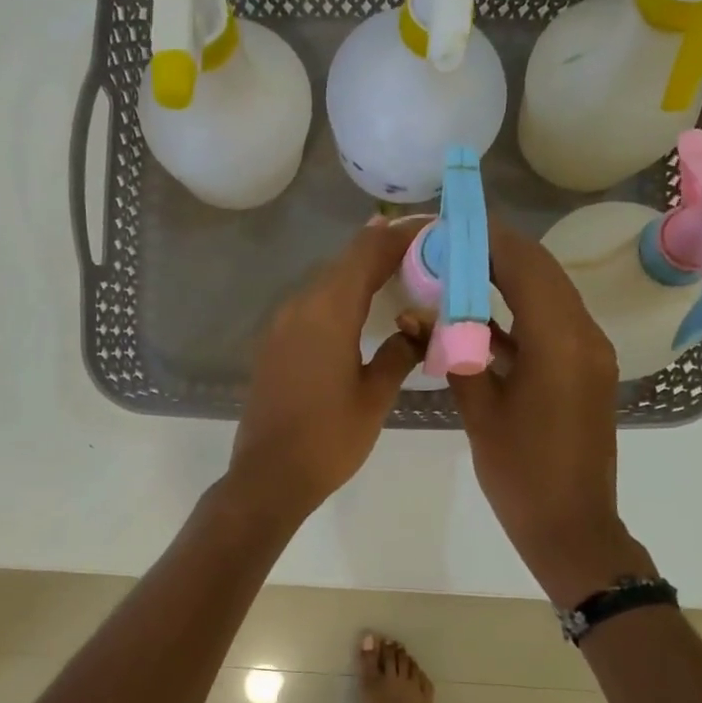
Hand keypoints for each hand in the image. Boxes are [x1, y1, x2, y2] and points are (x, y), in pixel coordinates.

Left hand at [227, 219, 423, 518]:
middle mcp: (300, 306)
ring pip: (326, 282)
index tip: (431, 227)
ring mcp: (281, 324)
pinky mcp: (273, 343)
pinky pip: (311, 305)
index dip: (400, 234)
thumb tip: (414, 329)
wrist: (270, 475)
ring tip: (399, 274)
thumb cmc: (329, 439)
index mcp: (329, 311)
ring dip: (360, 273)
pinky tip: (360, 309)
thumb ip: (399, 353)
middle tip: (423, 251)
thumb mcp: (375, 397)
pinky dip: (339, 297)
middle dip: (383, 250)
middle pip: (344, 262)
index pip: (367, 252)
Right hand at [448, 223, 654, 605]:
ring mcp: (589, 353)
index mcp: (560, 342)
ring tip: (459, 270)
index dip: (488, 240)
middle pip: (542, 272)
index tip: (450, 225)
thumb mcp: (480, 411)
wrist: (571, 526)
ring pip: (549, 296)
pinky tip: (479, 318)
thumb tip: (414, 316)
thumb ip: (451, 354)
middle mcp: (584, 336)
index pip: (525, 266)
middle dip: (496, 253)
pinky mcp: (585, 371)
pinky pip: (552, 325)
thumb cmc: (520, 473)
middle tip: (449, 244)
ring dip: (508, 280)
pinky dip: (518, 314)